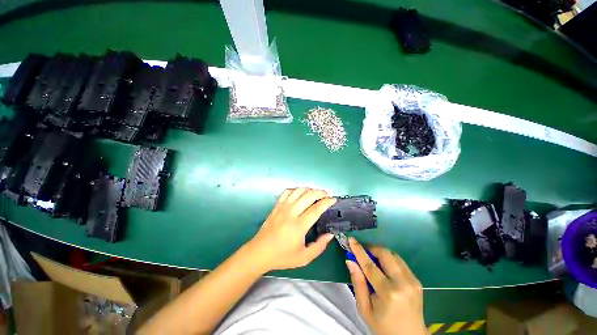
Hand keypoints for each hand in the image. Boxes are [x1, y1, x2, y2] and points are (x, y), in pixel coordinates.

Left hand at [245, 188, 336, 272]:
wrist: (259, 252)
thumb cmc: (282, 256)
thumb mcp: (304, 258)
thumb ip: (319, 246)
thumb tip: (330, 234)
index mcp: (299, 226)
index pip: (316, 209)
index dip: (327, 202)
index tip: (334, 200)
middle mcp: (291, 213)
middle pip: (308, 196)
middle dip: (320, 192)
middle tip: (327, 195)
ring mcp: (282, 207)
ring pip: (298, 191)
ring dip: (309, 189)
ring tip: (315, 193)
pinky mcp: (276, 206)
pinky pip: (287, 192)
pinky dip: (296, 190)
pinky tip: (300, 194)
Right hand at [346, 238, 426, 334]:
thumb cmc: (383, 326)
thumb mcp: (364, 309)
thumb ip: (358, 283)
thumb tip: (350, 261)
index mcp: (388, 293)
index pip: (370, 265)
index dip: (359, 250)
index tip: (351, 239)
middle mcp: (403, 283)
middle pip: (385, 254)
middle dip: (371, 249)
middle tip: (362, 252)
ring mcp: (413, 281)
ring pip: (393, 255)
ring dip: (380, 253)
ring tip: (372, 260)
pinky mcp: (417, 280)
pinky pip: (400, 262)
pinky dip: (389, 260)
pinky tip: (384, 268)